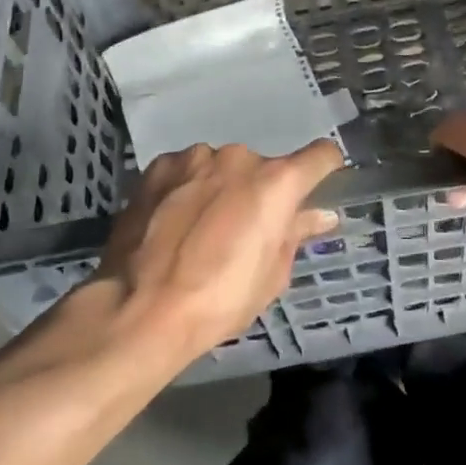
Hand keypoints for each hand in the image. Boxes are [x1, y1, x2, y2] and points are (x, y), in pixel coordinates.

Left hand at [94, 140, 342, 363]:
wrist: (140, 309)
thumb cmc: (220, 300)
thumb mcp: (271, 276)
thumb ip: (295, 234)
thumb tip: (322, 216)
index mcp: (277, 182)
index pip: (321, 155)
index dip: (325, 169)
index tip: (318, 186)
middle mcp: (240, 157)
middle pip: (264, 167)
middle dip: (260, 192)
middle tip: (244, 229)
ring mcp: (196, 157)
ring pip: (222, 167)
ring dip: (221, 187)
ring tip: (200, 227)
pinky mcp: (160, 166)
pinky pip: (186, 170)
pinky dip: (187, 187)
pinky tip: (172, 220)